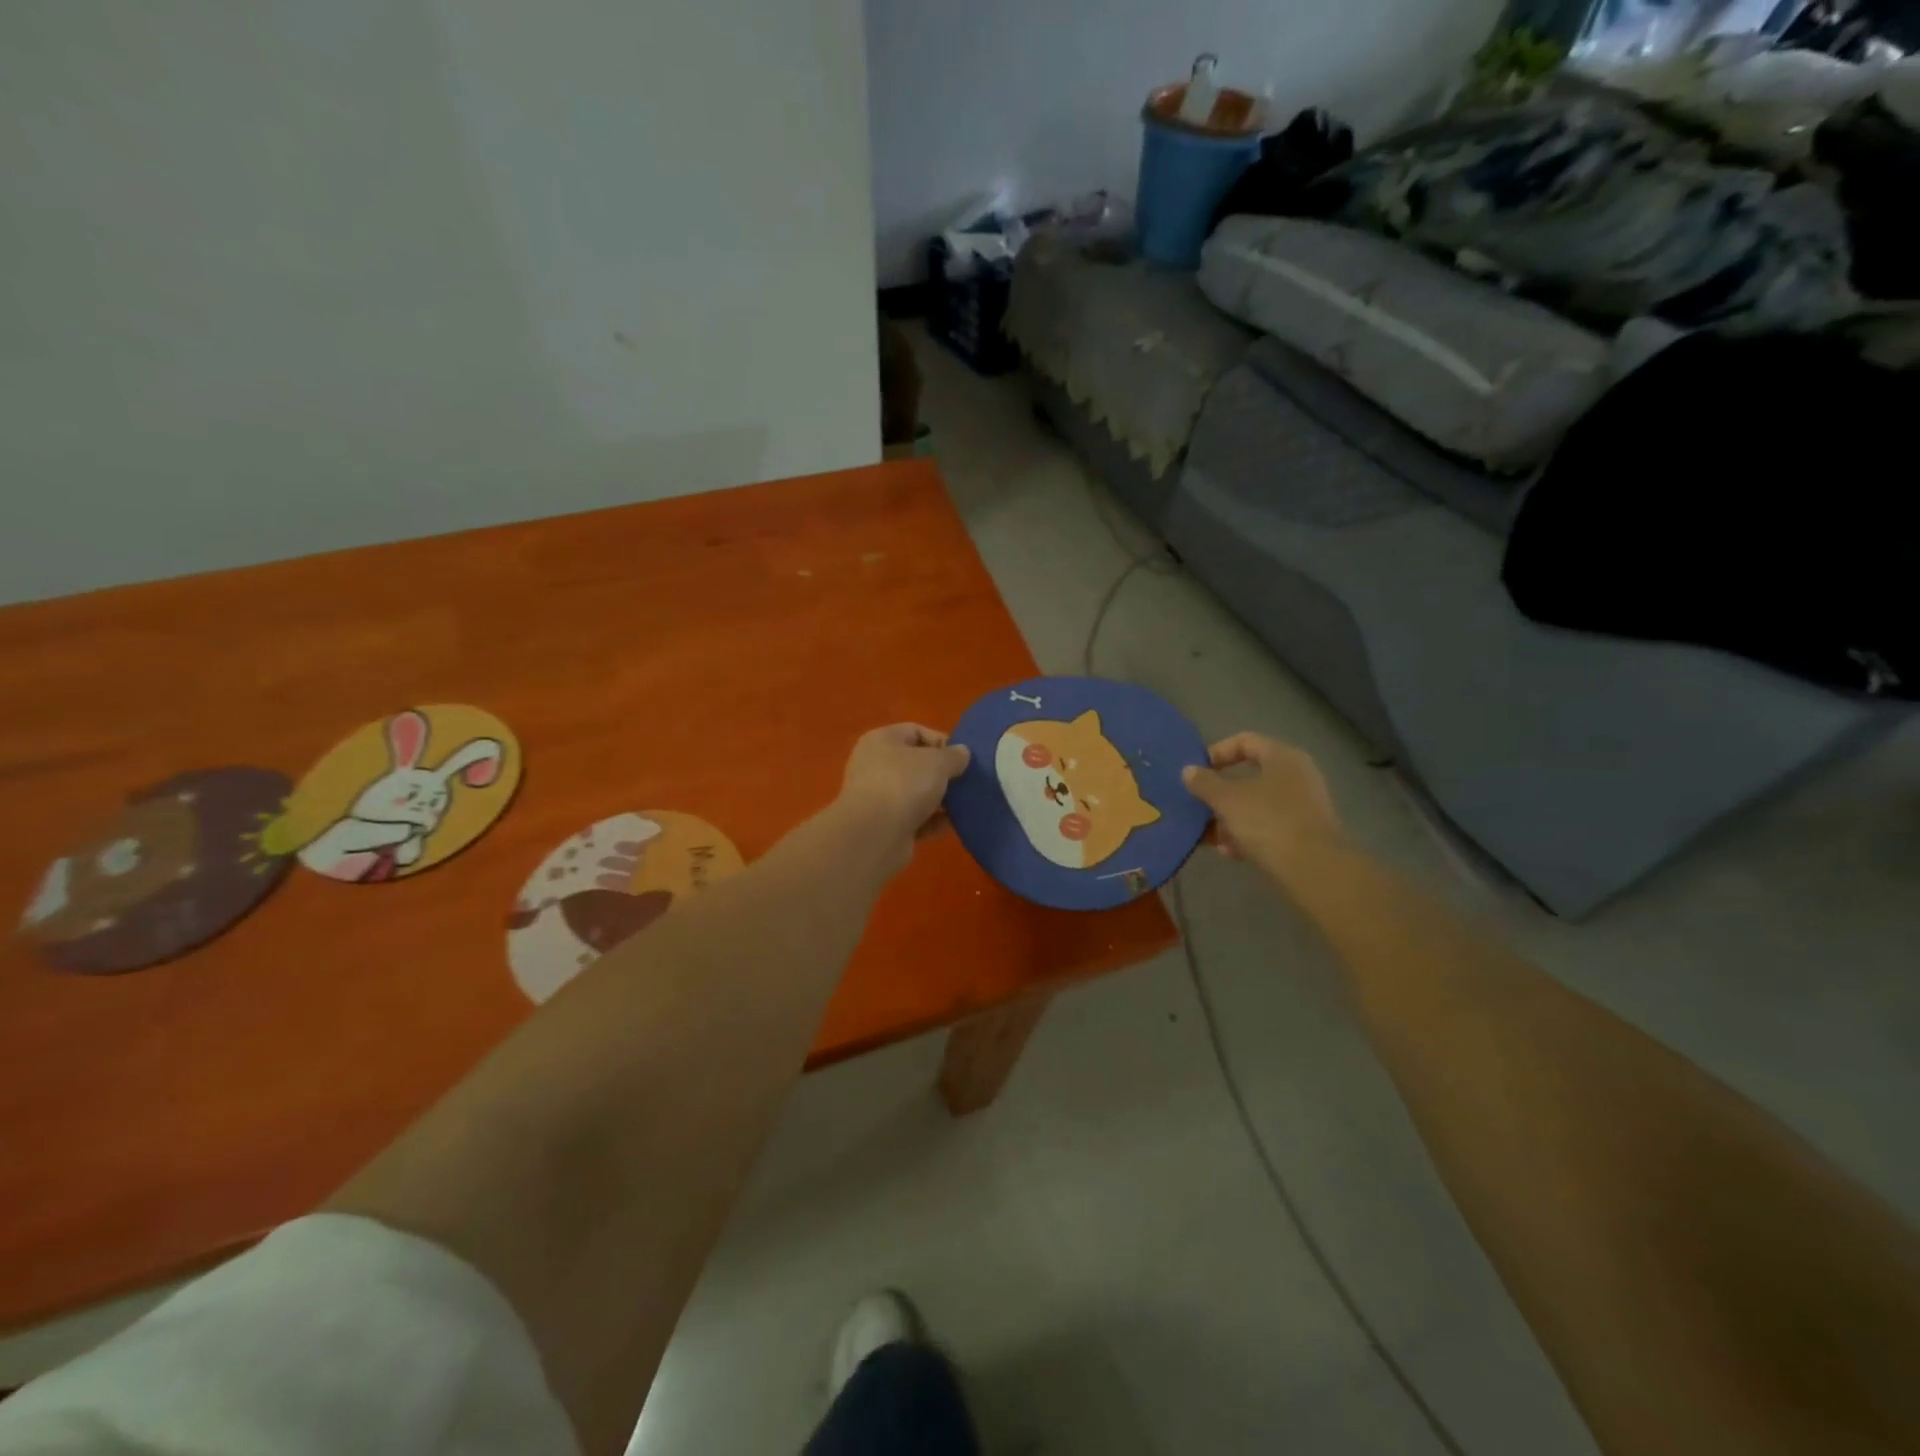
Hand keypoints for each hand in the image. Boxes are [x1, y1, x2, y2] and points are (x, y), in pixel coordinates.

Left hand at [837, 724, 970, 870]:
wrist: (875, 835)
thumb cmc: (904, 784)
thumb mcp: (937, 762)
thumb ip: (954, 755)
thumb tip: (962, 753)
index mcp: (881, 740)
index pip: (915, 731)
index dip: (941, 741)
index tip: (962, 758)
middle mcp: (875, 765)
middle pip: (915, 764)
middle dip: (941, 773)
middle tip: (965, 781)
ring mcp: (877, 797)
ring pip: (915, 793)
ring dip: (939, 799)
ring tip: (963, 803)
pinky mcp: (884, 825)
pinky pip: (914, 818)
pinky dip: (931, 821)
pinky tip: (951, 824)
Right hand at [1182, 733, 1346, 879]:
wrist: (1313, 868)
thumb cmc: (1268, 821)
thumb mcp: (1227, 799)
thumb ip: (1204, 783)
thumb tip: (1189, 771)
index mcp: (1282, 757)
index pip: (1245, 741)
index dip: (1217, 752)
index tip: (1197, 772)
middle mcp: (1297, 776)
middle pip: (1249, 776)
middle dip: (1219, 792)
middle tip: (1198, 804)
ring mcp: (1303, 806)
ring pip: (1256, 804)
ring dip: (1229, 817)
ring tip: (1208, 834)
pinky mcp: (1304, 833)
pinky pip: (1268, 826)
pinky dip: (1247, 834)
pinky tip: (1229, 852)